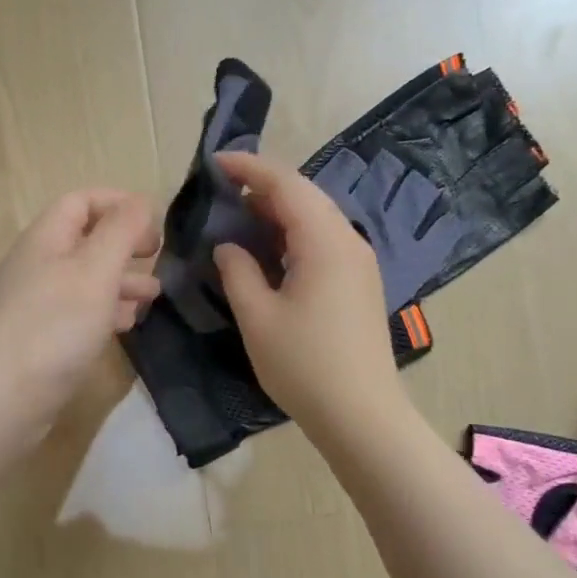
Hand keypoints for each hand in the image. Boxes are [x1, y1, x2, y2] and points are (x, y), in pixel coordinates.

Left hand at [0, 189, 159, 444]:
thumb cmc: (53, 326)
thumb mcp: (95, 270)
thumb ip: (121, 232)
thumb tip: (141, 201)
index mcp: (46, 239)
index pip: (82, 202)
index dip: (119, 204)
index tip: (155, 224)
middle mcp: (39, 266)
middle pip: (86, 241)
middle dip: (125, 245)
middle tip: (158, 258)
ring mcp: (38, 305)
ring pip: (86, 280)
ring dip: (121, 281)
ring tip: (154, 296)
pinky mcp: (42, 340)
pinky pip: (79, 314)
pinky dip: (106, 312)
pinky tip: (127, 325)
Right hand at [212, 152, 406, 434]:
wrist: (361, 414)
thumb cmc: (304, 365)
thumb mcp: (258, 317)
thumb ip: (238, 271)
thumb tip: (228, 246)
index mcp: (324, 241)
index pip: (286, 184)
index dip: (249, 168)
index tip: (215, 163)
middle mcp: (349, 241)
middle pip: (306, 195)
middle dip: (264, 186)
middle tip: (224, 190)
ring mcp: (360, 262)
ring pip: (318, 218)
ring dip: (280, 210)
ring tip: (242, 216)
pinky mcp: (361, 283)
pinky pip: (326, 241)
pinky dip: (295, 234)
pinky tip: (272, 250)